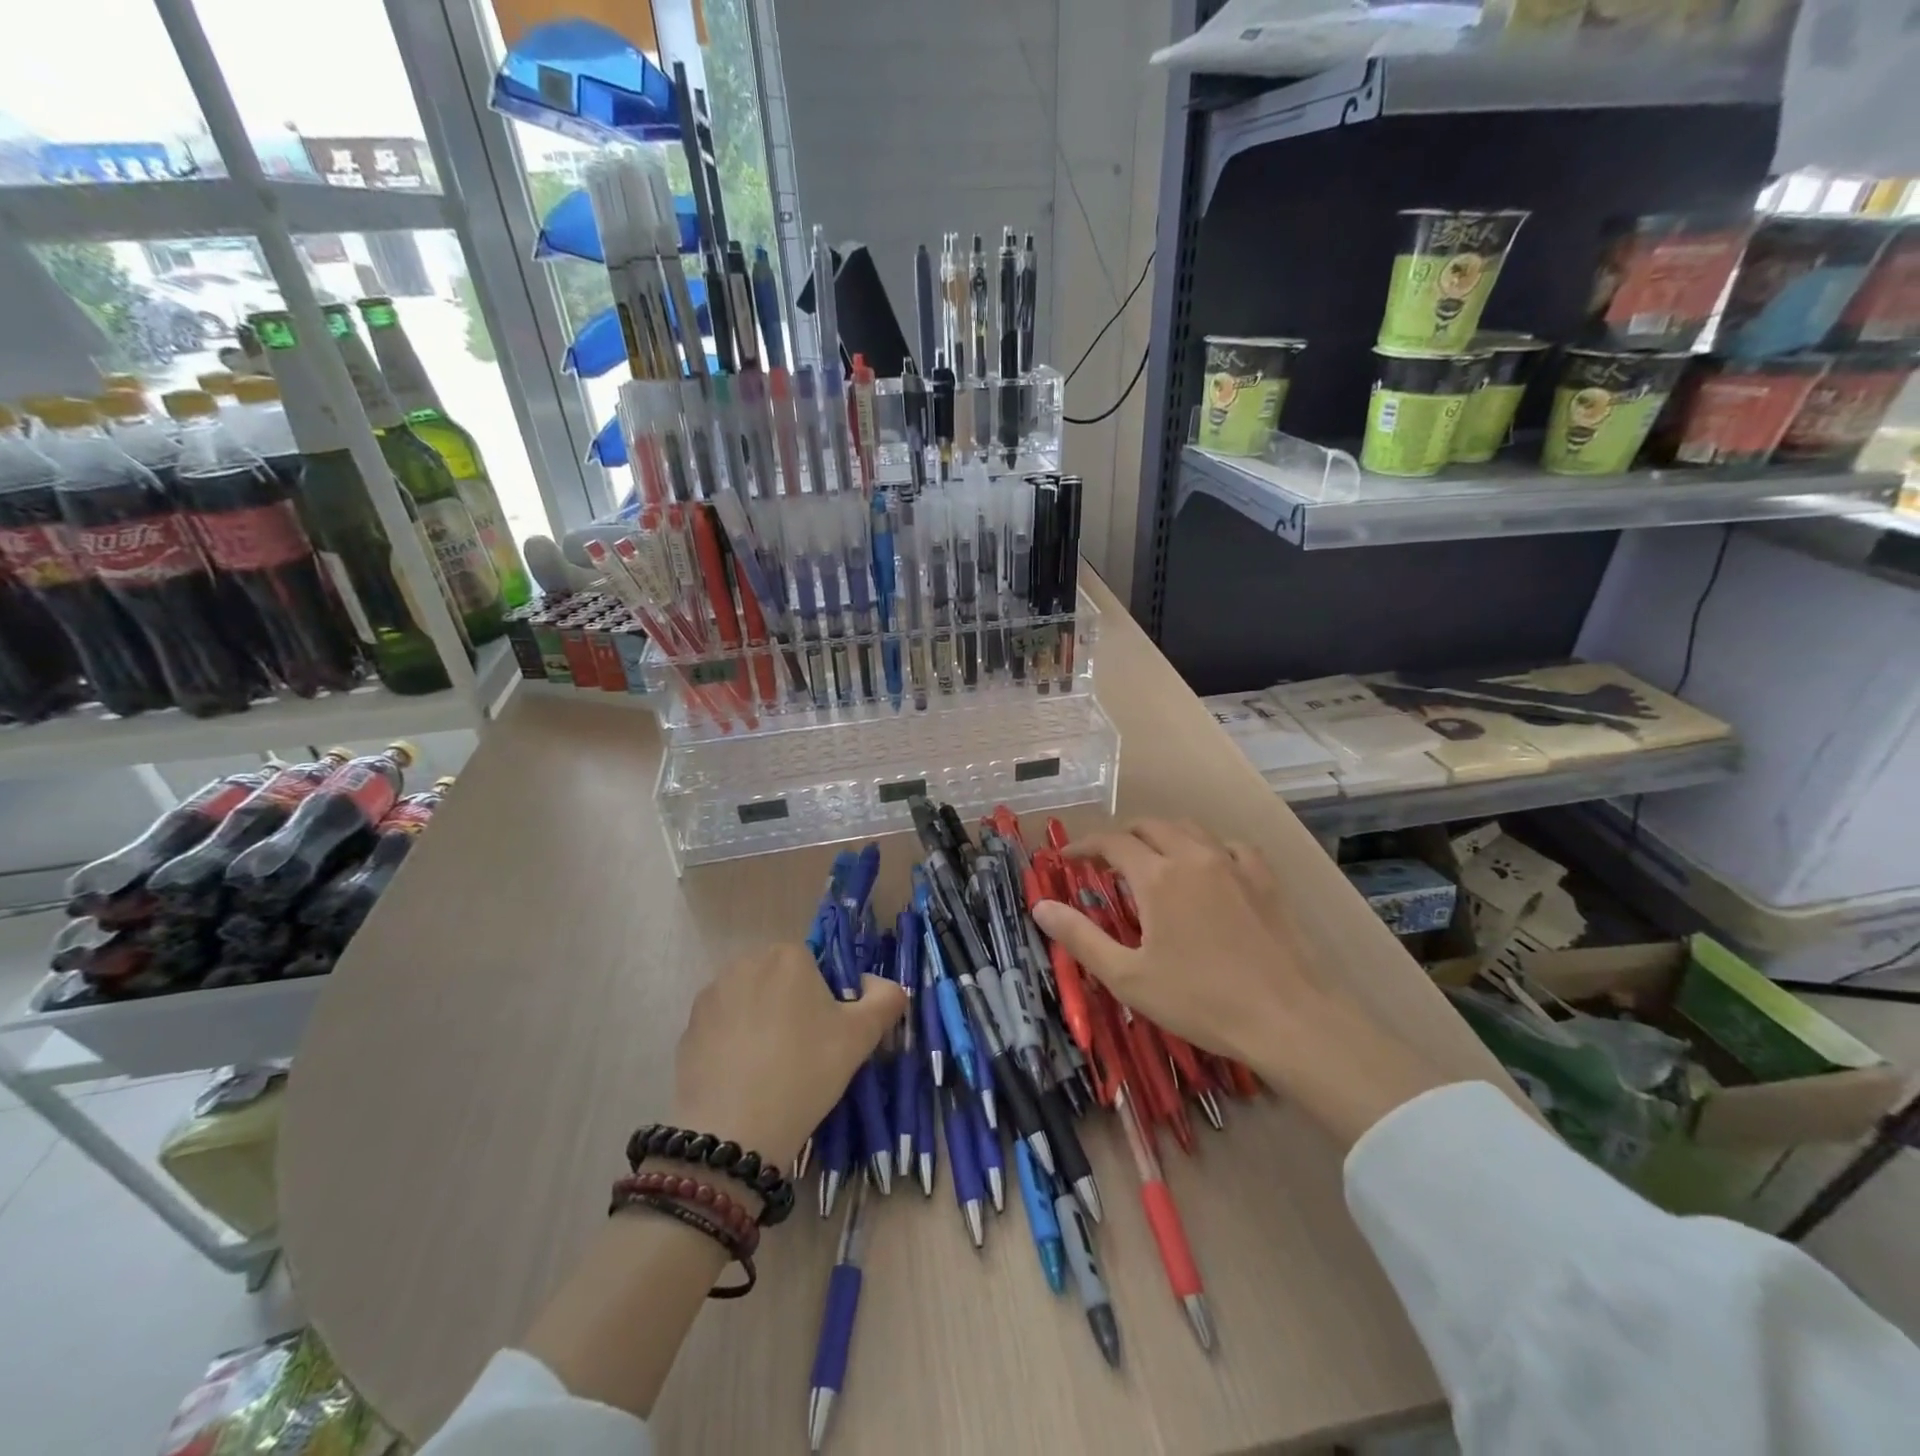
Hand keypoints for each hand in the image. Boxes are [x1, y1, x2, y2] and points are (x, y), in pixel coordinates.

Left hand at [672, 943, 904, 1170]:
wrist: (733, 1131)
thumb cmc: (805, 1071)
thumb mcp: (862, 1036)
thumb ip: (886, 998)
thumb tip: (879, 984)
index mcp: (788, 955)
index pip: (815, 968)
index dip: (826, 1001)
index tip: (828, 1037)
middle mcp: (745, 963)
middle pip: (780, 981)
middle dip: (792, 1008)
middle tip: (804, 1054)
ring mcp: (710, 996)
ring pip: (750, 1002)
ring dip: (761, 1023)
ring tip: (772, 1069)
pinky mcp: (687, 1029)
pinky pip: (723, 1028)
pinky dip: (734, 1045)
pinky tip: (744, 1079)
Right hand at [1031, 820, 1446, 1149]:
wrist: (1289, 1018)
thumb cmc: (1200, 1001)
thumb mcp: (1128, 977)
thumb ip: (1080, 937)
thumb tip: (1040, 906)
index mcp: (1157, 876)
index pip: (1112, 843)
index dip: (1085, 846)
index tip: (1067, 859)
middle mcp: (1193, 856)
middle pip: (1150, 826)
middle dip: (1122, 837)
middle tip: (1106, 862)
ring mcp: (1234, 864)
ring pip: (1190, 828)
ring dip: (1162, 835)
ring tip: (1151, 857)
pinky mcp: (1265, 879)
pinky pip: (1231, 845)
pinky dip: (1209, 846)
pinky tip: (1209, 866)